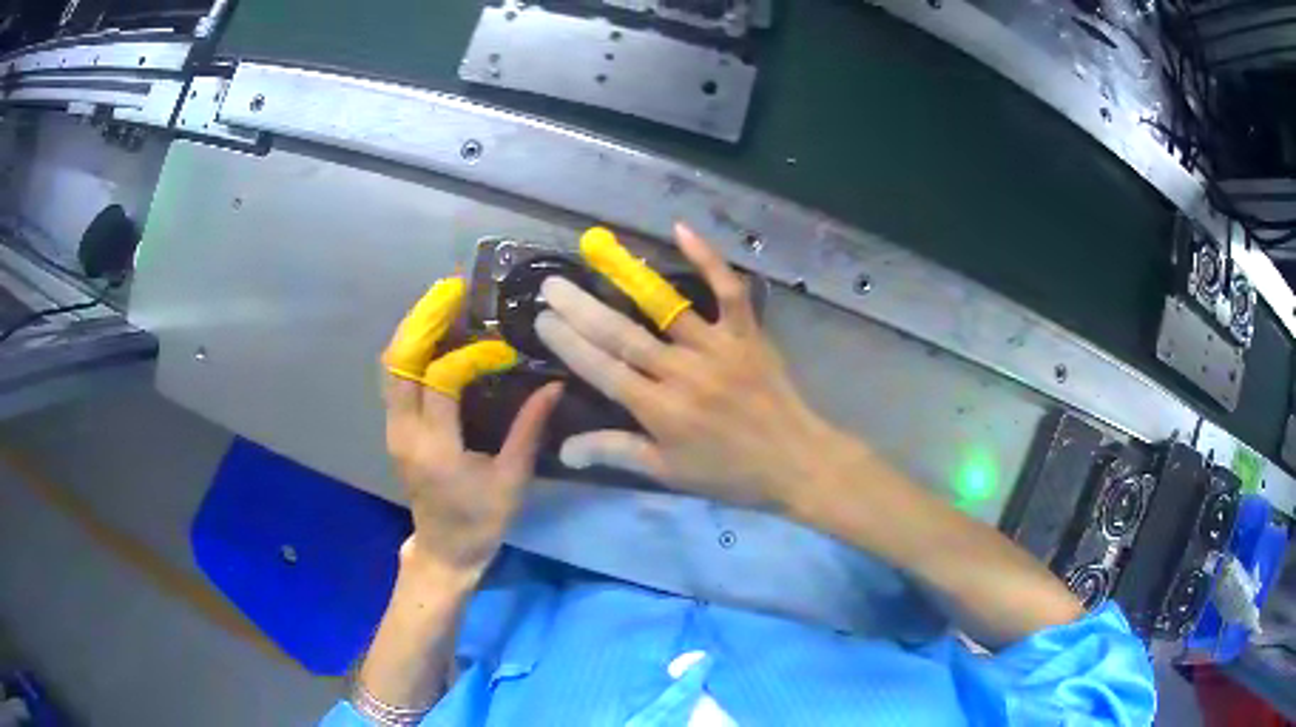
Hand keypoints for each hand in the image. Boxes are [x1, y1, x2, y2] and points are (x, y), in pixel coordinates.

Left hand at [382, 278, 562, 575]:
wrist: (444, 550)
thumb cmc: (480, 521)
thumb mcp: (512, 480)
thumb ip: (529, 430)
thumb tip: (555, 386)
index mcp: (435, 447)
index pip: (441, 380)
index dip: (471, 356)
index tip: (503, 352)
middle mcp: (405, 431)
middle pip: (400, 360)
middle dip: (425, 319)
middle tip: (454, 289)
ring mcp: (394, 428)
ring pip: (391, 364)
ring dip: (414, 328)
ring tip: (443, 301)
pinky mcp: (395, 428)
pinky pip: (395, 377)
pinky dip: (411, 347)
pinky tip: (434, 332)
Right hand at [535, 224, 846, 510]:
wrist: (795, 461)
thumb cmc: (729, 473)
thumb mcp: (668, 472)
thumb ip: (616, 452)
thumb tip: (562, 450)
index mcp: (660, 410)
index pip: (603, 370)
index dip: (569, 344)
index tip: (542, 319)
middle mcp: (683, 373)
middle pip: (623, 335)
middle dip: (581, 309)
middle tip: (551, 285)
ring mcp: (718, 348)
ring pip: (665, 309)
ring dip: (626, 280)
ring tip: (595, 255)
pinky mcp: (747, 334)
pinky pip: (728, 291)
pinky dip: (708, 259)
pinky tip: (681, 230)